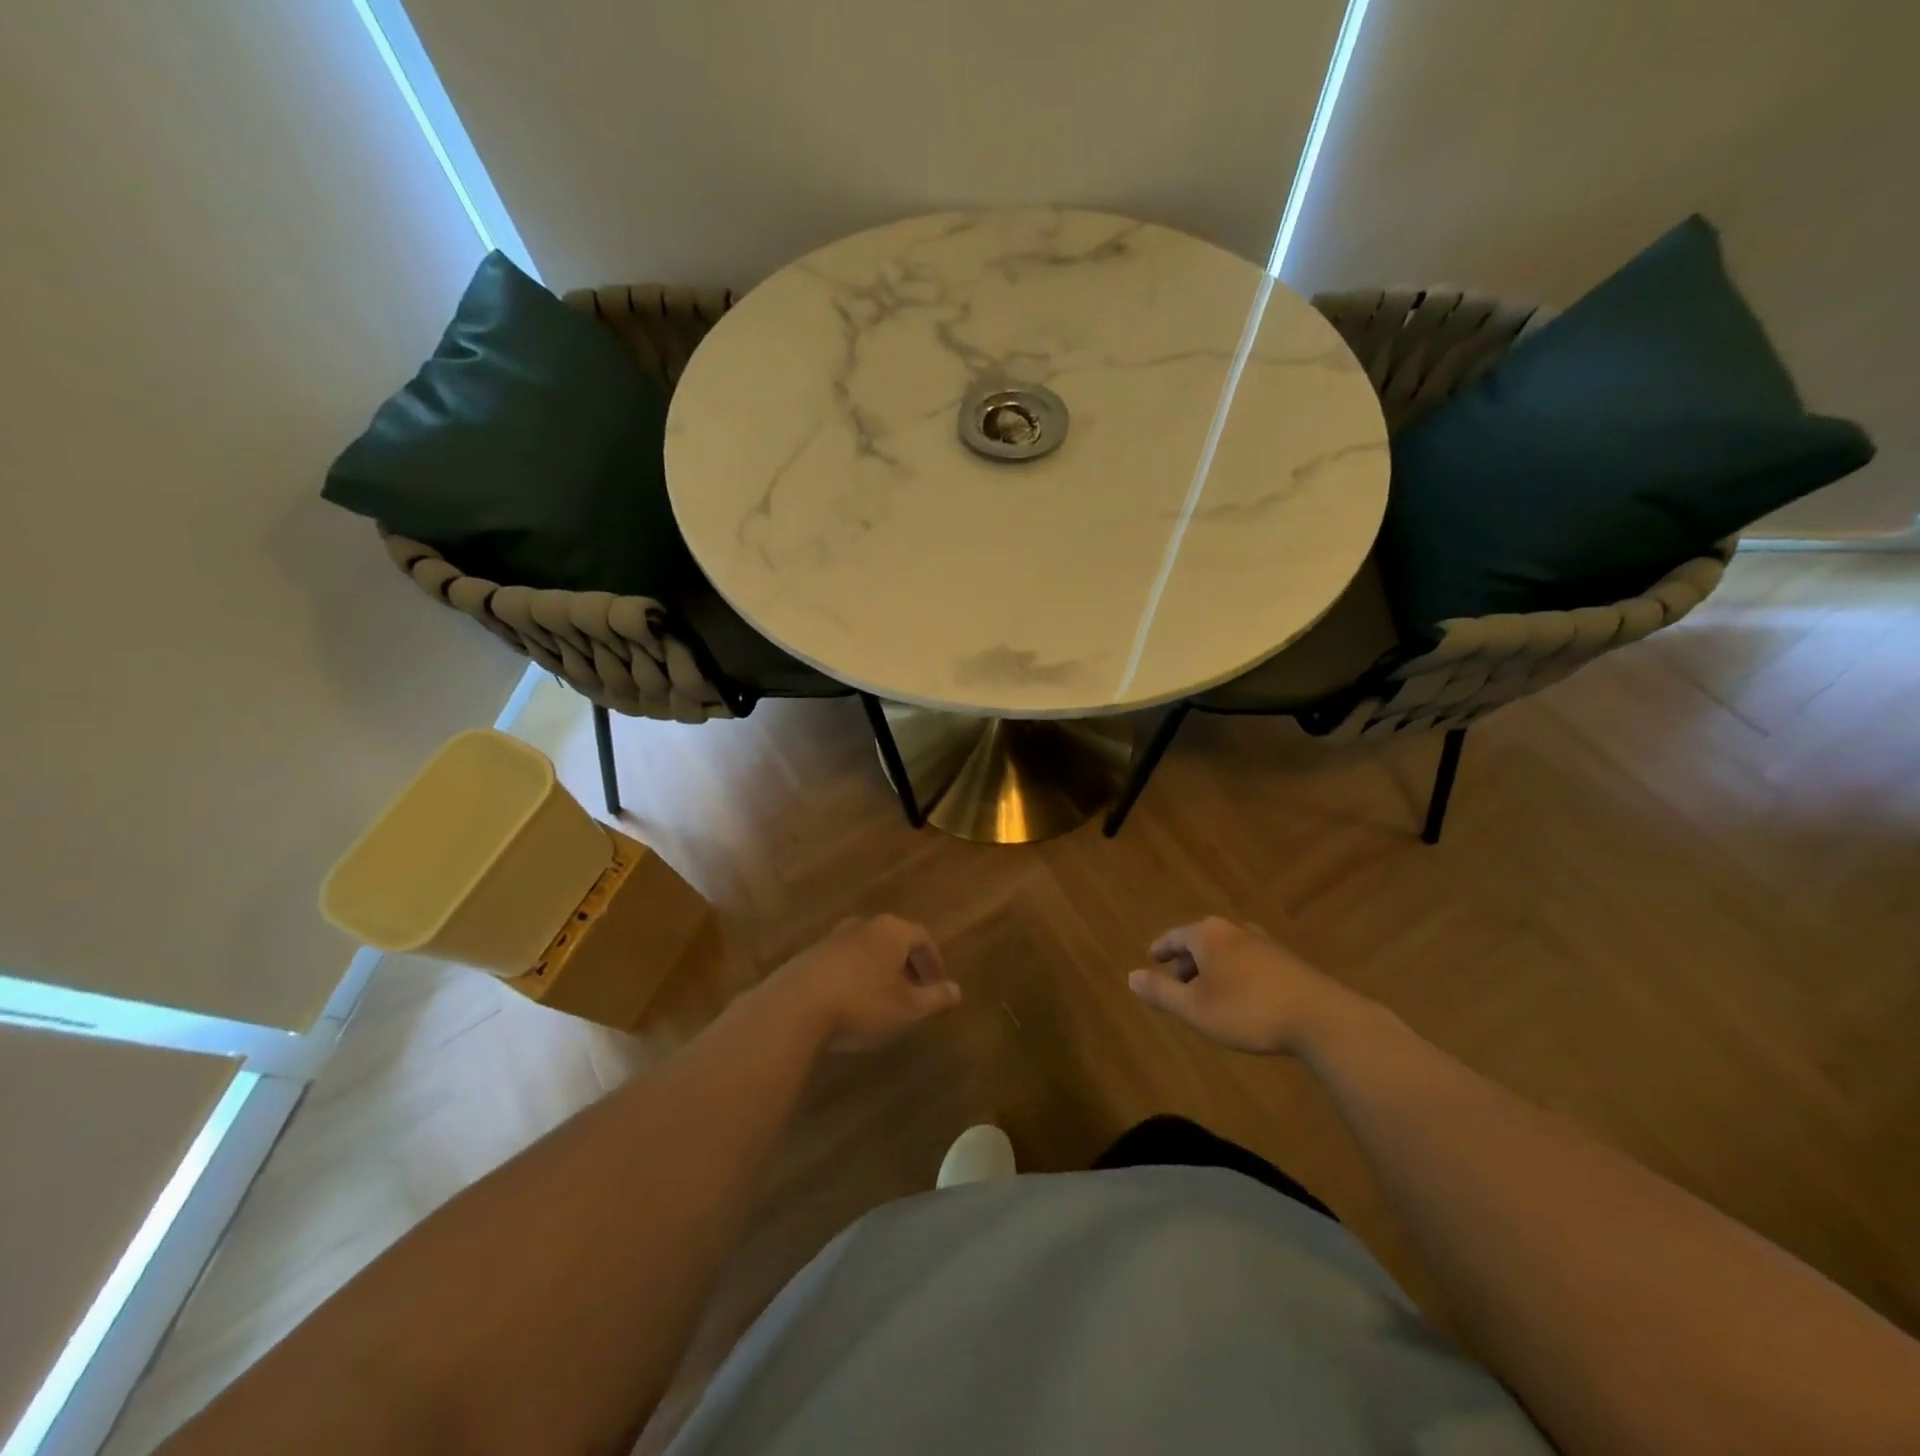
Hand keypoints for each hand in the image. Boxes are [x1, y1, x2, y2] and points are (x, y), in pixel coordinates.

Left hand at [761, 915, 960, 1052]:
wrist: (795, 1009)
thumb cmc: (862, 1004)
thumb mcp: (908, 1009)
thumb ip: (936, 998)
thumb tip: (957, 991)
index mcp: (892, 930)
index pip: (923, 937)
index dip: (933, 962)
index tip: (937, 987)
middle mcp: (863, 925)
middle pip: (893, 939)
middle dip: (906, 964)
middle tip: (913, 992)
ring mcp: (832, 938)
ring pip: (866, 950)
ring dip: (878, 970)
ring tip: (882, 1000)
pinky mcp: (808, 956)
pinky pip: (842, 962)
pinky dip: (853, 977)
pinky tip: (850, 1003)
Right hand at [1127, 916, 1363, 1056]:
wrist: (1321, 1019)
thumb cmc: (1247, 1010)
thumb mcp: (1194, 1008)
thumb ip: (1161, 992)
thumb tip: (1130, 976)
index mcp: (1207, 934)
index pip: (1173, 936)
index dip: (1160, 950)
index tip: (1151, 960)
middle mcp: (1233, 930)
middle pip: (1200, 943)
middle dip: (1186, 963)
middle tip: (1175, 984)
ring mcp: (1263, 943)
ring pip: (1225, 953)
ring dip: (1211, 971)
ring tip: (1206, 995)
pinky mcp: (1286, 961)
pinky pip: (1247, 963)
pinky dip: (1234, 976)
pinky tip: (1239, 999)